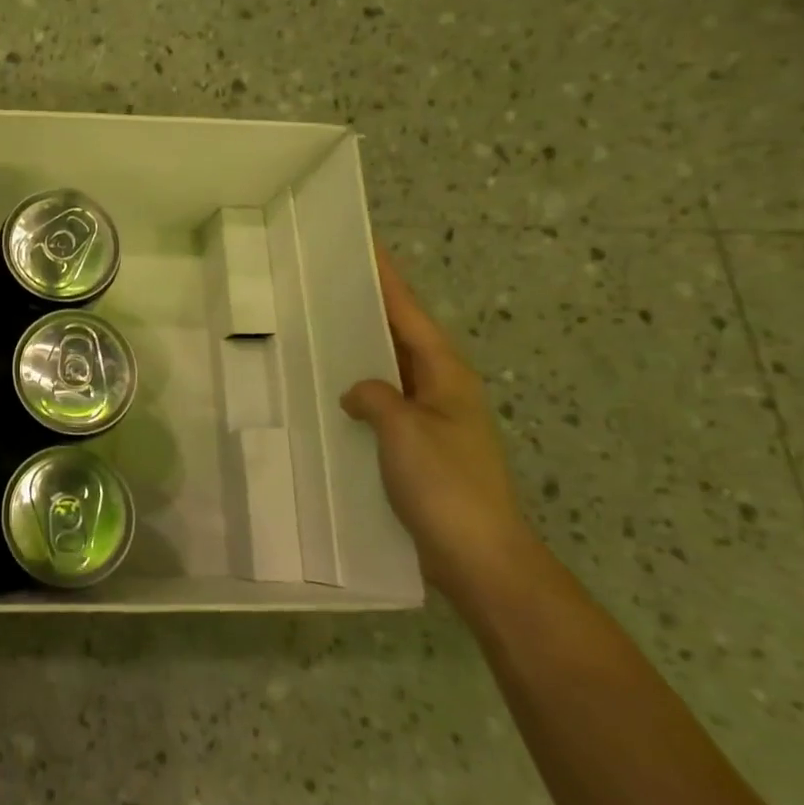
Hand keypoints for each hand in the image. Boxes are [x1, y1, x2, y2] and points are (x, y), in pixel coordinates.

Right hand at [341, 243, 537, 606]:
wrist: (479, 557)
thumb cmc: (446, 486)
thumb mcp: (404, 430)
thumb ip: (375, 396)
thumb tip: (357, 391)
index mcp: (446, 375)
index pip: (410, 314)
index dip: (388, 280)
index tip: (366, 247)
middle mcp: (443, 390)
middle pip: (403, 336)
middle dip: (372, 308)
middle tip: (332, 283)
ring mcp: (434, 420)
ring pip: (393, 370)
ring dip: (365, 349)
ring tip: (324, 329)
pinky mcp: (421, 449)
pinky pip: (386, 403)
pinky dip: (363, 390)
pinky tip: (334, 395)